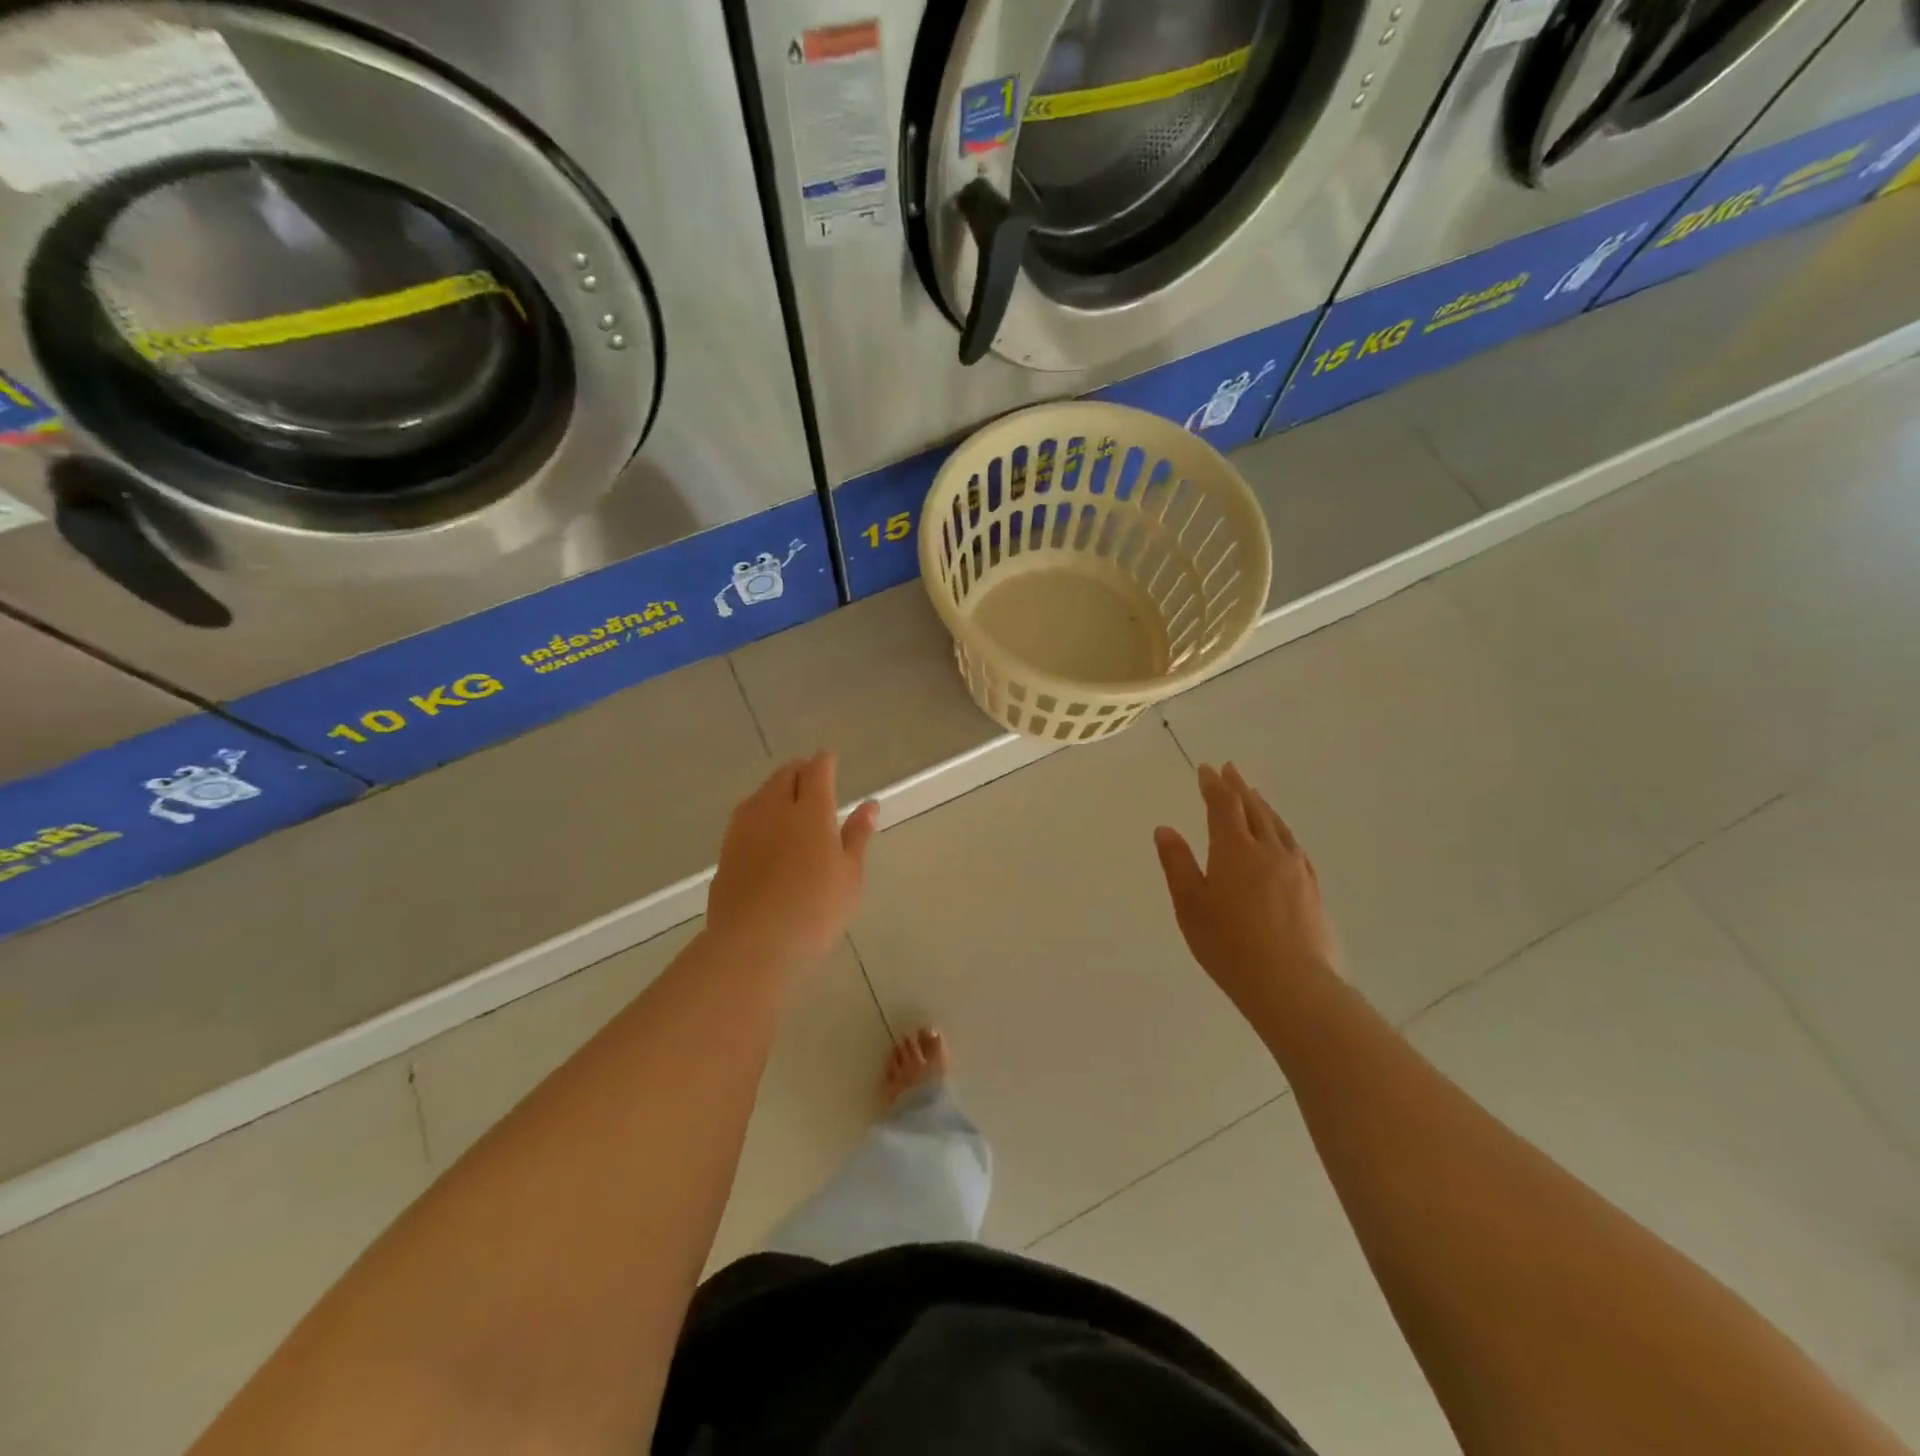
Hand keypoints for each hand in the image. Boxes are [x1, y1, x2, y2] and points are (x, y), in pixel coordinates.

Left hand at [707, 753, 877, 973]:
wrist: (754, 943)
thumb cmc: (816, 909)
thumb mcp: (850, 875)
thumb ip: (857, 836)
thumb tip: (869, 805)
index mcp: (811, 811)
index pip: (817, 771)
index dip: (824, 762)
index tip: (830, 760)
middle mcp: (774, 809)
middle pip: (784, 775)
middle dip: (799, 770)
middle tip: (811, 779)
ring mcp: (744, 828)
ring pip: (761, 793)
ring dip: (775, 788)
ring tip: (787, 800)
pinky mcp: (726, 850)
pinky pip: (744, 817)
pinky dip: (758, 812)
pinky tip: (764, 829)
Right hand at [1154, 764, 1336, 1014]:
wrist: (1291, 984)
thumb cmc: (1228, 945)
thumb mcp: (1190, 905)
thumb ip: (1177, 864)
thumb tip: (1165, 829)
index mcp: (1234, 850)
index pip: (1223, 805)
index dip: (1213, 785)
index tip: (1206, 769)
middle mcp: (1268, 851)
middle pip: (1254, 809)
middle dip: (1239, 787)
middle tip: (1230, 770)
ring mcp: (1295, 870)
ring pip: (1277, 826)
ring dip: (1262, 806)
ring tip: (1254, 796)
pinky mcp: (1312, 890)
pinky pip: (1294, 847)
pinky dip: (1281, 832)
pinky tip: (1282, 839)